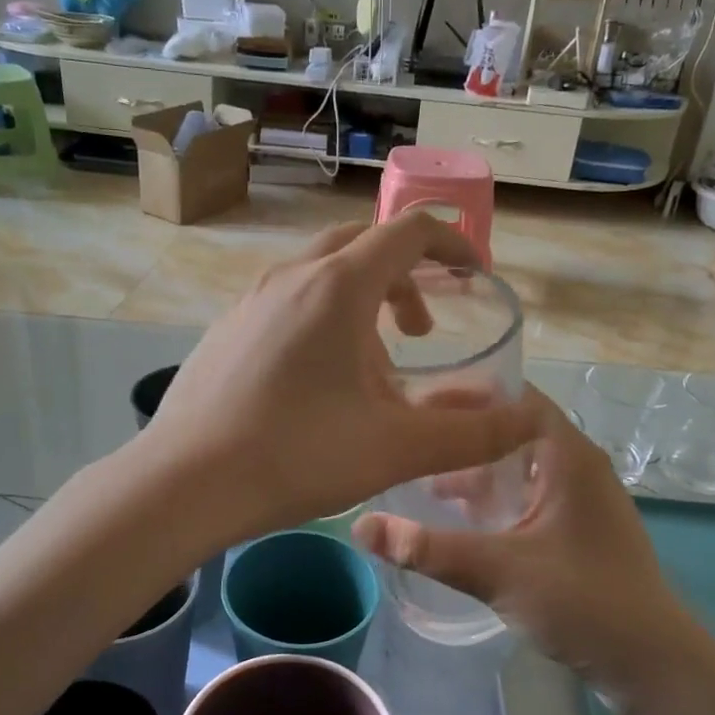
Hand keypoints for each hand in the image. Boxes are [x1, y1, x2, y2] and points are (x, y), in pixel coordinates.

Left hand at [141, 214, 541, 542]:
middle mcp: (291, 277)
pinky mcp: (225, 329)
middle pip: (362, 246)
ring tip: (373, 369)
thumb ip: (472, 434)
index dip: (452, 243)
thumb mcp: (397, 448)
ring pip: (321, 276)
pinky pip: (286, 303)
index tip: (474, 274)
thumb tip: (530, 421)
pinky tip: (316, 386)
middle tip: (423, 331)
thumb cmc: (297, 456)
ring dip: (361, 304)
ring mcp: (249, 300)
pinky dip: (320, 321)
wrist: (183, 483)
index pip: (408, 232)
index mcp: (338, 287)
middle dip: (405, 277)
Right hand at [354, 388, 687, 700]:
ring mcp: (581, 499)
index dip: (465, 393)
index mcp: (568, 456)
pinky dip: (495, 497)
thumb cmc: (584, 603)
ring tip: (423, 479)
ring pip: (520, 466)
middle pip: (513, 429)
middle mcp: (578, 466)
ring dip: (476, 469)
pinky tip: (461, 520)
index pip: (513, 397)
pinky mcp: (579, 529)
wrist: (653, 665)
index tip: (414, 401)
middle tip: (410, 438)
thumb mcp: (498, 571)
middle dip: (462, 433)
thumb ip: (427, 548)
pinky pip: (529, 495)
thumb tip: (360, 526)